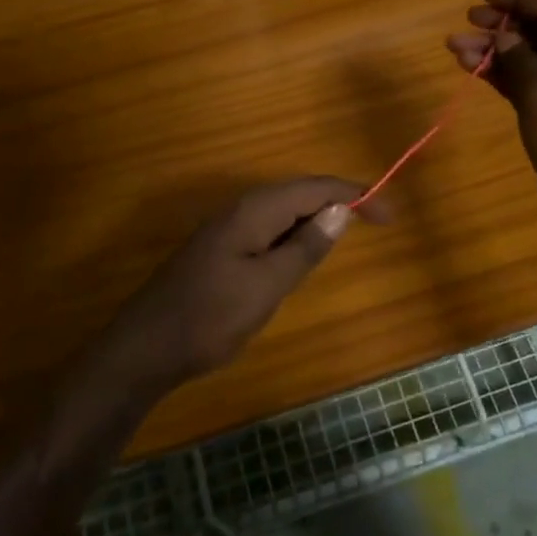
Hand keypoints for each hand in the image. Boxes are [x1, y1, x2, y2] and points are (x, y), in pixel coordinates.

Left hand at [106, 177, 380, 393]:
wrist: (146, 347)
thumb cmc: (210, 317)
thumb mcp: (267, 285)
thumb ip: (305, 247)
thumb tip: (341, 210)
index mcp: (255, 210)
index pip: (316, 188)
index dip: (356, 194)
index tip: (390, 214)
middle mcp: (241, 209)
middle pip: (300, 193)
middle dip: (339, 202)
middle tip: (377, 223)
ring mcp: (228, 228)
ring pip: (284, 212)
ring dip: (317, 218)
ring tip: (347, 234)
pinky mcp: (221, 248)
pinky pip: (268, 229)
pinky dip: (294, 236)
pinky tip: (302, 255)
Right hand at [449, 0, 536, 264]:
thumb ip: (520, 62)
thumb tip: (501, 36)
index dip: (517, 0)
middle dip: (501, 28)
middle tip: (465, 21)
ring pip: (531, 62)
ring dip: (496, 54)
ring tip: (455, 48)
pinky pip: (530, 87)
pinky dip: (504, 78)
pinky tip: (474, 70)